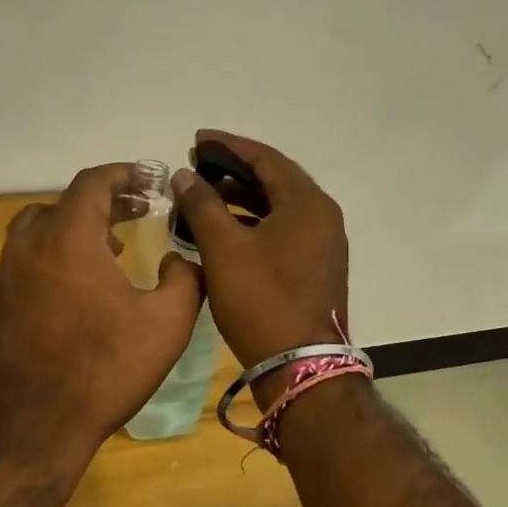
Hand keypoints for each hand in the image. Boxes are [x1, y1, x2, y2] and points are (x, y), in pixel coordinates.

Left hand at [0, 163, 204, 464]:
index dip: (123, 174)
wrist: (32, 428)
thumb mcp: (167, 323)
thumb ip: (186, 277)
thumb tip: (178, 257)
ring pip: (39, 230)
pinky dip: (54, 255)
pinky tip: (78, 289)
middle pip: (64, 203)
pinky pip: (27, 260)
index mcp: (68, 237)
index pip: (92, 183)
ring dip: (74, 228)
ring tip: (109, 248)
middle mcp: (29, 245)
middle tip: (135, 213)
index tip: (148, 181)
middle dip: (102, 202)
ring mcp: (6, 275)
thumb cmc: (104, 370)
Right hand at [169, 131, 349, 399]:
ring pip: (278, 206)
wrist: (300, 366)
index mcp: (307, 203)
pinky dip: (253, 222)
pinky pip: (282, 229)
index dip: (228, 145)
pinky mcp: (316, 266)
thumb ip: (202, 205)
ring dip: (241, 197)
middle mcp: (322, 216)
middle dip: (234, 170)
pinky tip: (224, 230)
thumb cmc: (261, 300)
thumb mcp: (223, 249)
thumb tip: (184, 174)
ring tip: (204, 196)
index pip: (265, 158)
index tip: (196, 140)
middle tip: (197, 166)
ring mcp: (323, 243)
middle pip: (275, 179)